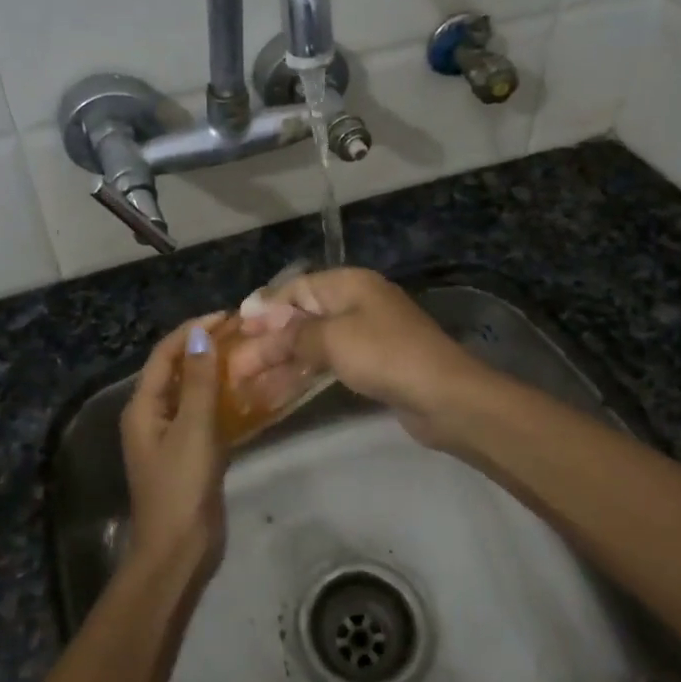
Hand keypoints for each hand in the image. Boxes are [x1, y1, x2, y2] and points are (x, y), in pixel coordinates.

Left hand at [119, 313, 230, 572]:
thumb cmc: (181, 487)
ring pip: (194, 393)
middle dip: (205, 348)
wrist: (179, 551)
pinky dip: (223, 400)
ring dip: (216, 373)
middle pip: (178, 370)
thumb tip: (200, 335)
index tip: (226, 316)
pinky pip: (205, 416)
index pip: (165, 355)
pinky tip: (249, 394)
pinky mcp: (190, 454)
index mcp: (144, 407)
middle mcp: (153, 416)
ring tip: (249, 355)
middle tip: (242, 333)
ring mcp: (172, 436)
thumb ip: (200, 382)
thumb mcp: (193, 429)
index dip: (192, 330)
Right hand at [227, 269, 495, 448]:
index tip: (236, 329)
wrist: (445, 397)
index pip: (296, 288)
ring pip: (312, 344)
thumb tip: (261, 323)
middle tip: (235, 365)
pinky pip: (327, 363)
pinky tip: (278, 390)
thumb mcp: (332, 339)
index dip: (265, 308)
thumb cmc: (385, 356)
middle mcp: (356, 304)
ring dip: (280, 361)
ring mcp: (365, 335)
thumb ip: (293, 333)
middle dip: (268, 340)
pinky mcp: (372, 365)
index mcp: (349, 284)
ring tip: (247, 382)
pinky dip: (303, 374)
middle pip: (301, 317)